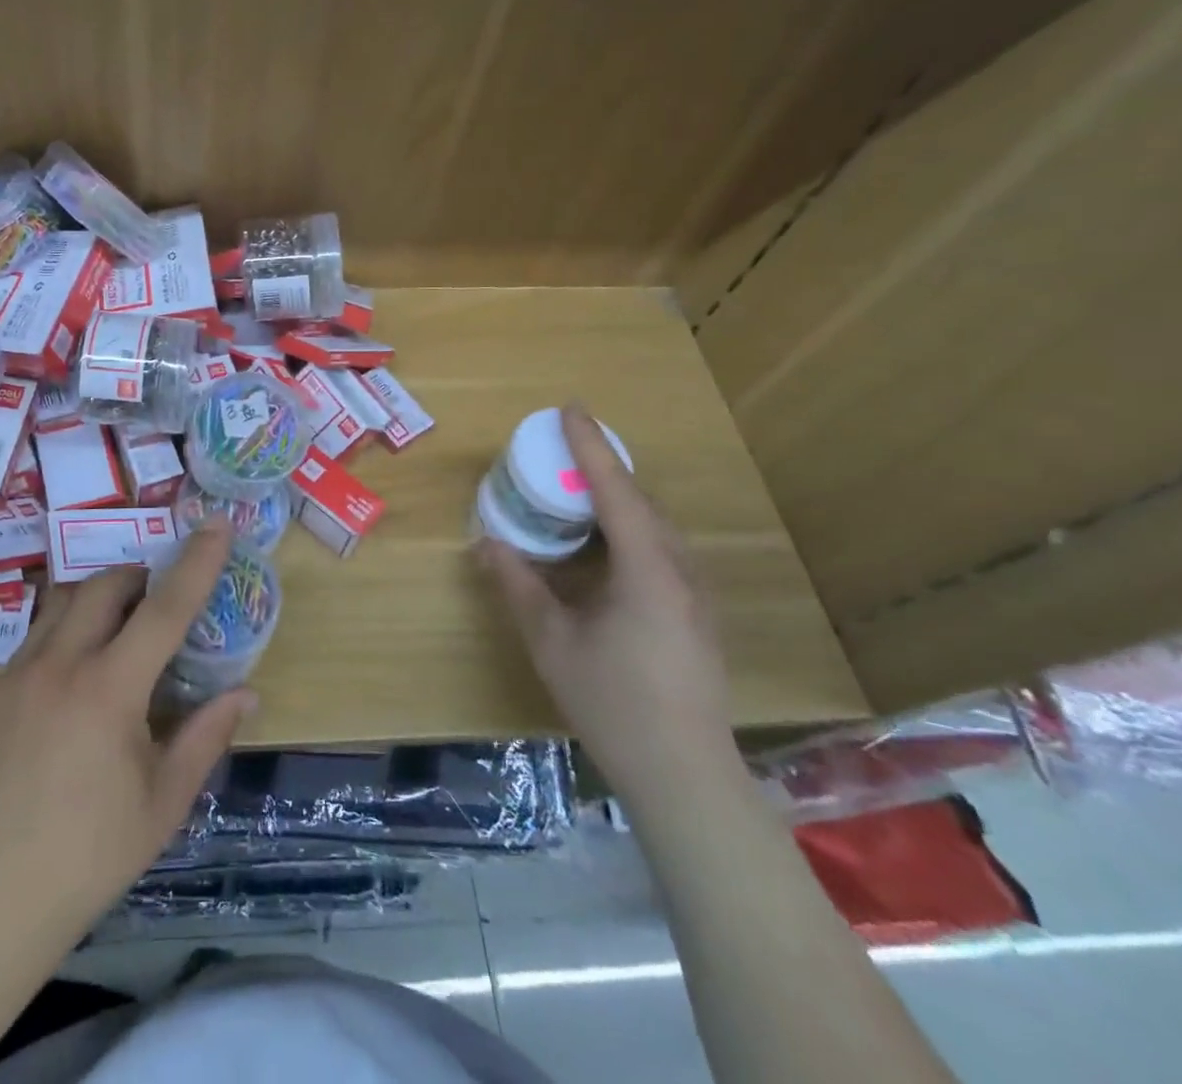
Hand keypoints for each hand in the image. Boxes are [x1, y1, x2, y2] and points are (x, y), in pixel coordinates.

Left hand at [0, 523, 254, 952]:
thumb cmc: (89, 856)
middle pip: (105, 585)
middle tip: (162, 603)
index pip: (164, 608)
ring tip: (122, 629)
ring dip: (101, 597)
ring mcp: (18, 674)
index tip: (217, 523)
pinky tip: (79, 671)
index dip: (196, 562)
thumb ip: (206, 736)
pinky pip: (38, 632)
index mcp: (109, 690)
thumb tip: (246, 694)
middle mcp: (60, 665)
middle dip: (141, 577)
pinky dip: (69, 627)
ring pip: (65, 600)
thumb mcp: (163, 803)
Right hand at [478, 405, 740, 809]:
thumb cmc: (612, 701)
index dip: (589, 446)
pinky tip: (603, 545)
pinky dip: (627, 528)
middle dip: (602, 467)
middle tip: (562, 448)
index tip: (570, 409)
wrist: (684, 773)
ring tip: (577, 489)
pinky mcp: (696, 612)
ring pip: (654, 525)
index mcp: (646, 569)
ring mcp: (694, 593)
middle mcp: (678, 569)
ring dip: (616, 498)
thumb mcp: (551, 640)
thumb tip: (486, 542)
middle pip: (640, 500)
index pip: (614, 490)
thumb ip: (518, 584)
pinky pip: (659, 548)